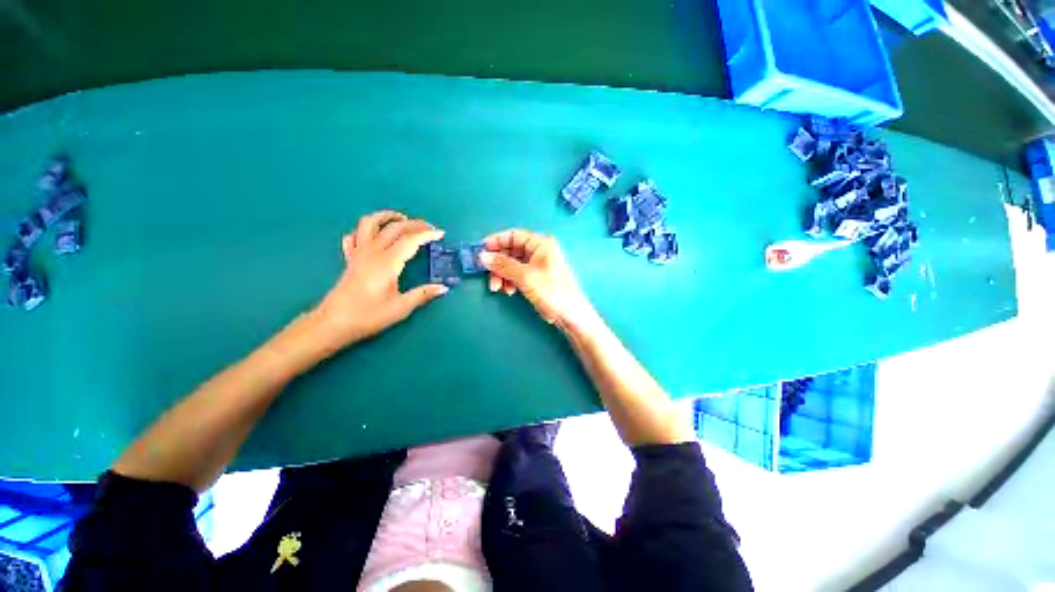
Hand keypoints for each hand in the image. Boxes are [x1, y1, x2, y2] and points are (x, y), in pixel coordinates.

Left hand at [310, 210, 448, 347]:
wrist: (333, 323)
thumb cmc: (368, 316)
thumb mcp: (401, 307)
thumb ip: (423, 294)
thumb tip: (444, 288)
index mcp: (388, 263)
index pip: (410, 240)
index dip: (427, 234)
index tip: (441, 233)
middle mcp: (373, 252)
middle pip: (394, 228)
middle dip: (414, 224)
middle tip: (430, 227)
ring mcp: (359, 254)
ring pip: (369, 224)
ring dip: (386, 217)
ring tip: (401, 218)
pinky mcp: (350, 260)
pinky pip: (354, 237)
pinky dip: (365, 230)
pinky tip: (373, 235)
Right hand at [480, 229, 597, 331]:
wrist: (569, 314)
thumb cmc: (550, 291)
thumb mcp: (525, 276)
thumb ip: (503, 265)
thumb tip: (482, 256)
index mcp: (541, 244)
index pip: (514, 235)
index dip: (496, 241)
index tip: (481, 250)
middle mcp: (539, 251)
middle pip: (511, 251)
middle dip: (498, 263)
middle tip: (488, 275)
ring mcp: (538, 264)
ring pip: (512, 264)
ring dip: (502, 274)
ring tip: (497, 288)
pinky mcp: (536, 277)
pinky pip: (518, 274)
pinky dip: (510, 281)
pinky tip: (509, 291)